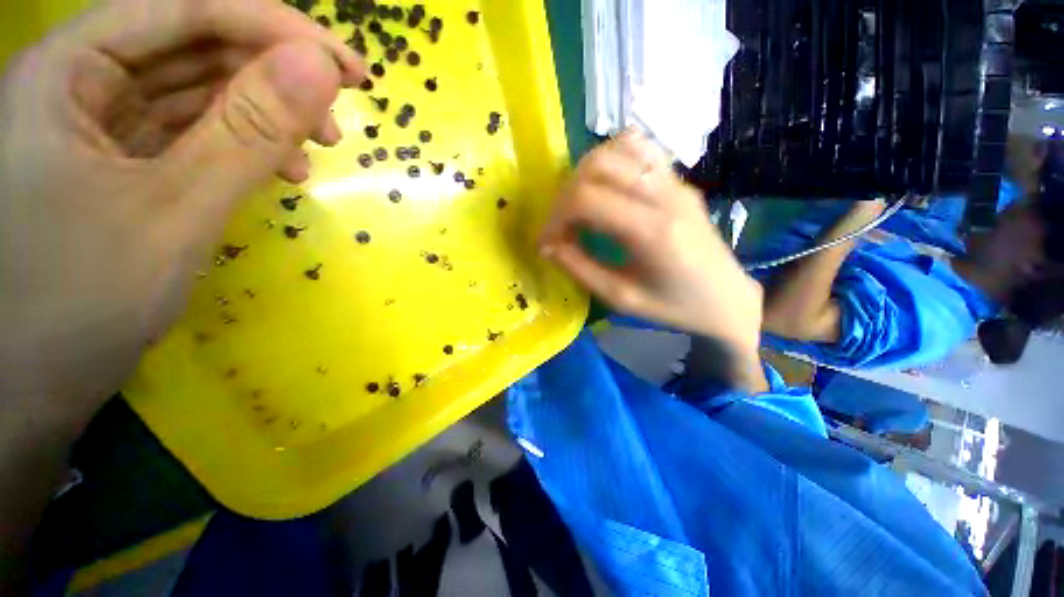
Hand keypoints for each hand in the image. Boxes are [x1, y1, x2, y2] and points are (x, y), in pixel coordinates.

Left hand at [0, 0, 362, 410]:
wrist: (33, 386)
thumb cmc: (77, 304)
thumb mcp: (174, 210)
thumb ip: (248, 132)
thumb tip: (321, 69)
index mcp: (69, 70)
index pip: (188, 10)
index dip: (276, 29)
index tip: (350, 68)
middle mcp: (81, 81)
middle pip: (195, 46)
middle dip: (274, 75)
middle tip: (338, 117)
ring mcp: (99, 123)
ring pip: (198, 90)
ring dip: (265, 115)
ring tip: (313, 152)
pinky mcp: (121, 161)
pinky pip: (192, 131)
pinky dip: (241, 146)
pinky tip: (277, 170)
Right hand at [540, 131, 766, 388]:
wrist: (727, 298)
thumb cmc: (674, 308)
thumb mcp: (622, 298)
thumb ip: (580, 269)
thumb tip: (548, 247)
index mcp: (652, 232)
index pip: (586, 199)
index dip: (556, 217)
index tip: (547, 241)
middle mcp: (665, 196)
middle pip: (597, 167)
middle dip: (565, 196)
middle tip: (561, 226)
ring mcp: (676, 182)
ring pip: (617, 148)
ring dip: (585, 173)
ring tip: (579, 205)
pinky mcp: (679, 180)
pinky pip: (640, 148)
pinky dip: (611, 159)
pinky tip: (605, 186)